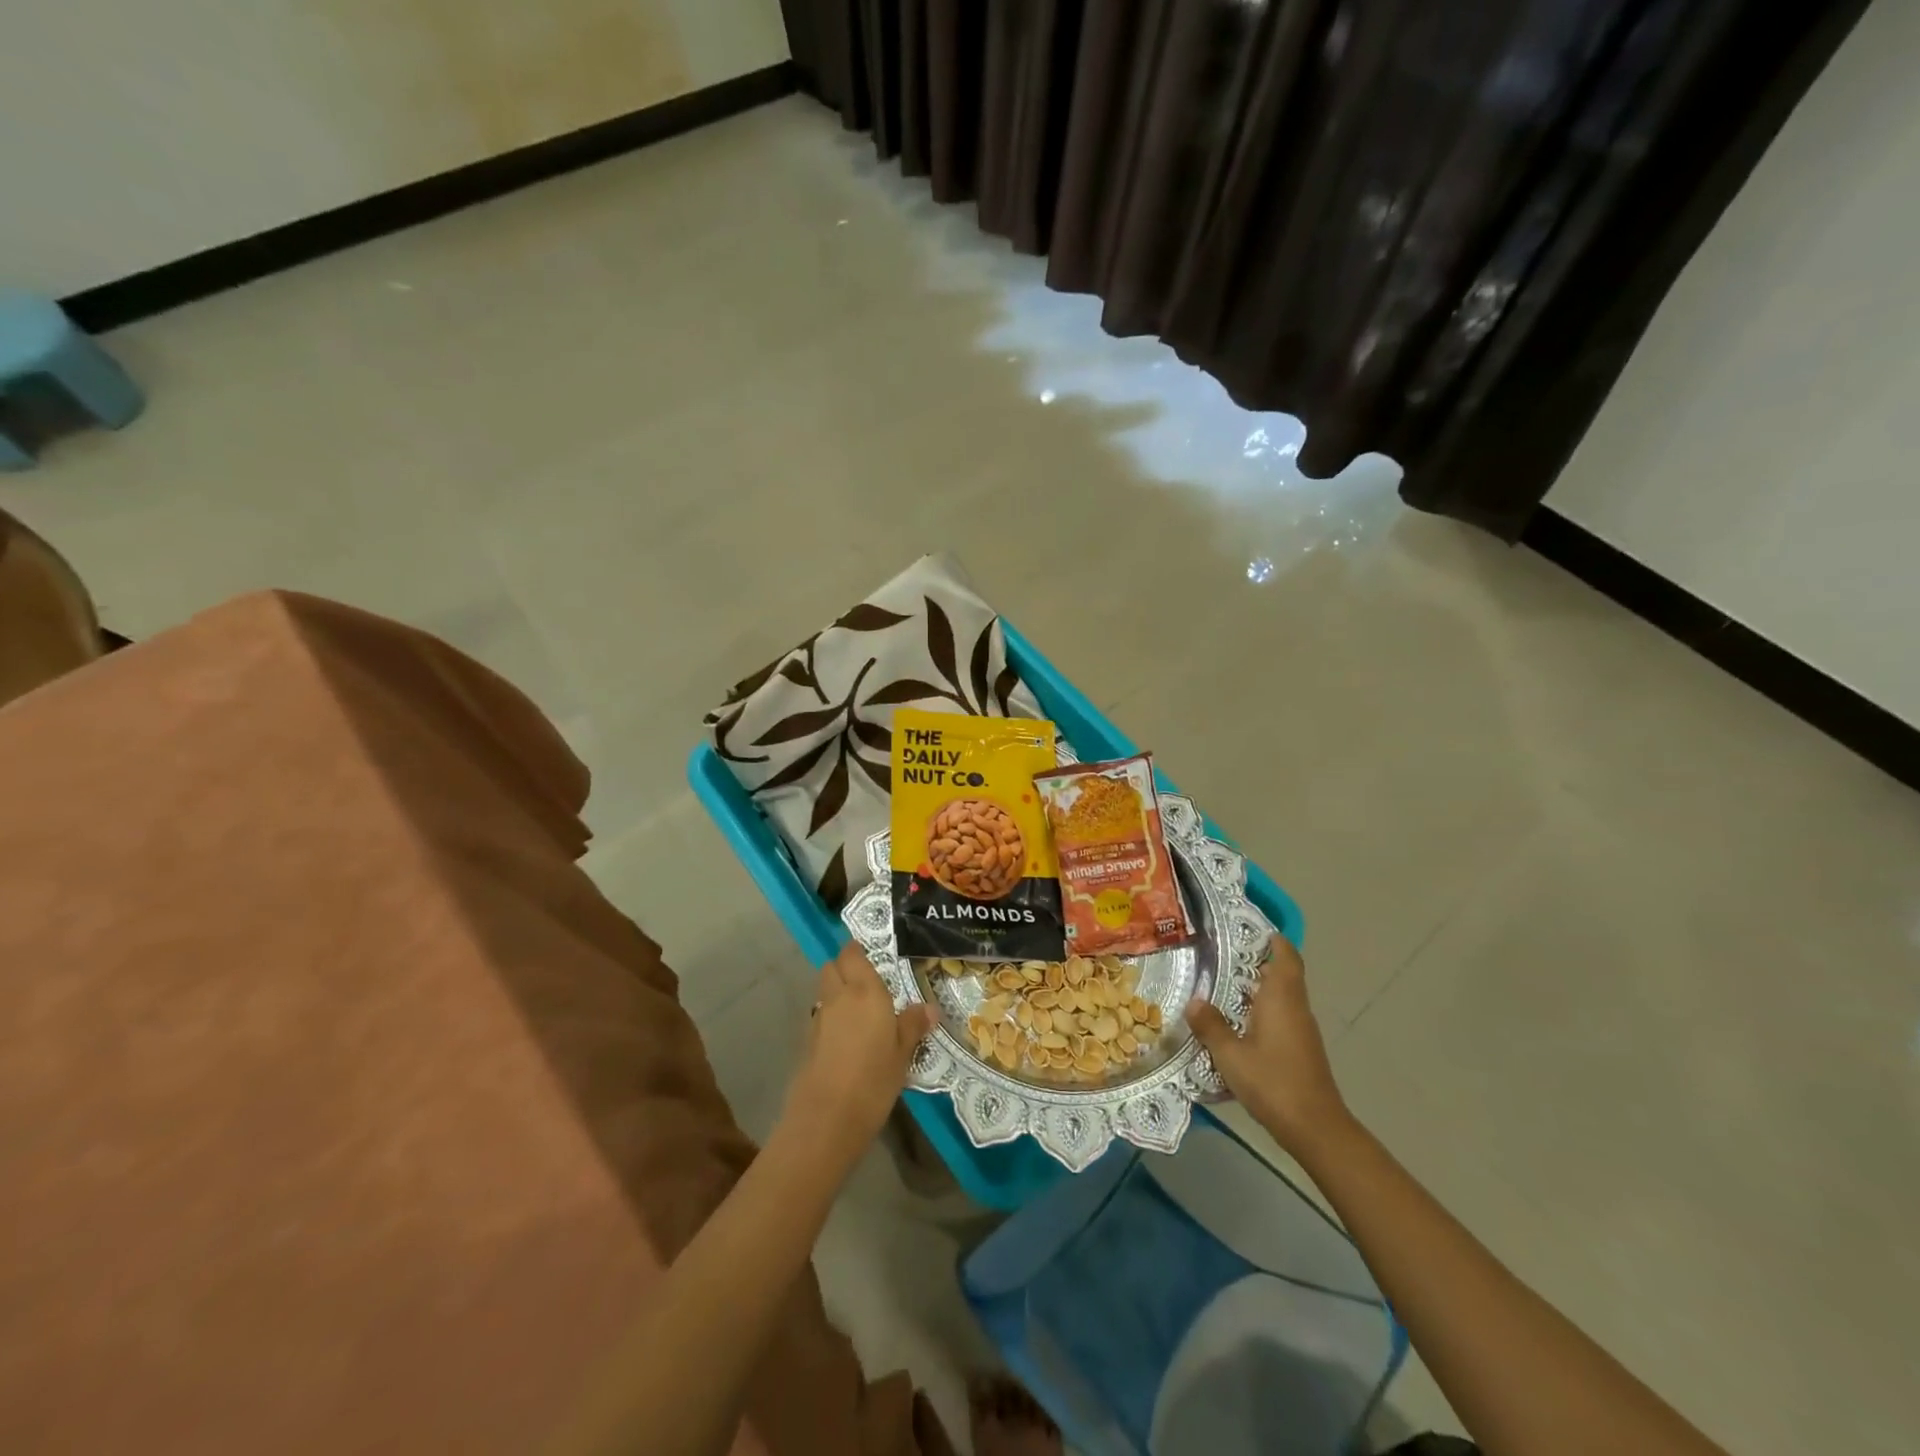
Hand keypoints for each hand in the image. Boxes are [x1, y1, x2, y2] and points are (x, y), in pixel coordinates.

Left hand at [782, 943, 936, 1163]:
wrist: (827, 1118)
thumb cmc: (874, 1079)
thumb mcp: (903, 1053)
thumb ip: (913, 1025)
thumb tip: (930, 1007)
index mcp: (865, 991)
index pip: (852, 954)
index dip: (858, 951)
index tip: (873, 957)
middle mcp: (839, 996)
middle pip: (832, 967)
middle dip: (845, 968)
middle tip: (868, 983)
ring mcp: (819, 1018)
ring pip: (825, 991)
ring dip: (837, 992)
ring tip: (860, 1012)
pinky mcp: (808, 1041)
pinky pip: (820, 1015)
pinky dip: (831, 1017)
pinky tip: (847, 1038)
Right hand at [1186, 935, 1351, 1157]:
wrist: (1316, 1128)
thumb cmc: (1273, 1082)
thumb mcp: (1230, 1055)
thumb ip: (1211, 1026)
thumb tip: (1194, 1001)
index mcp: (1281, 998)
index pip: (1285, 955)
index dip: (1272, 939)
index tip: (1249, 930)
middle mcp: (1295, 1007)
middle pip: (1283, 974)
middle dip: (1257, 963)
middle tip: (1222, 958)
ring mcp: (1302, 1030)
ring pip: (1282, 996)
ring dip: (1258, 989)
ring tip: (1222, 988)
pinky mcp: (1301, 1049)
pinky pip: (1282, 1016)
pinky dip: (1262, 1011)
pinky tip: (1237, 1024)